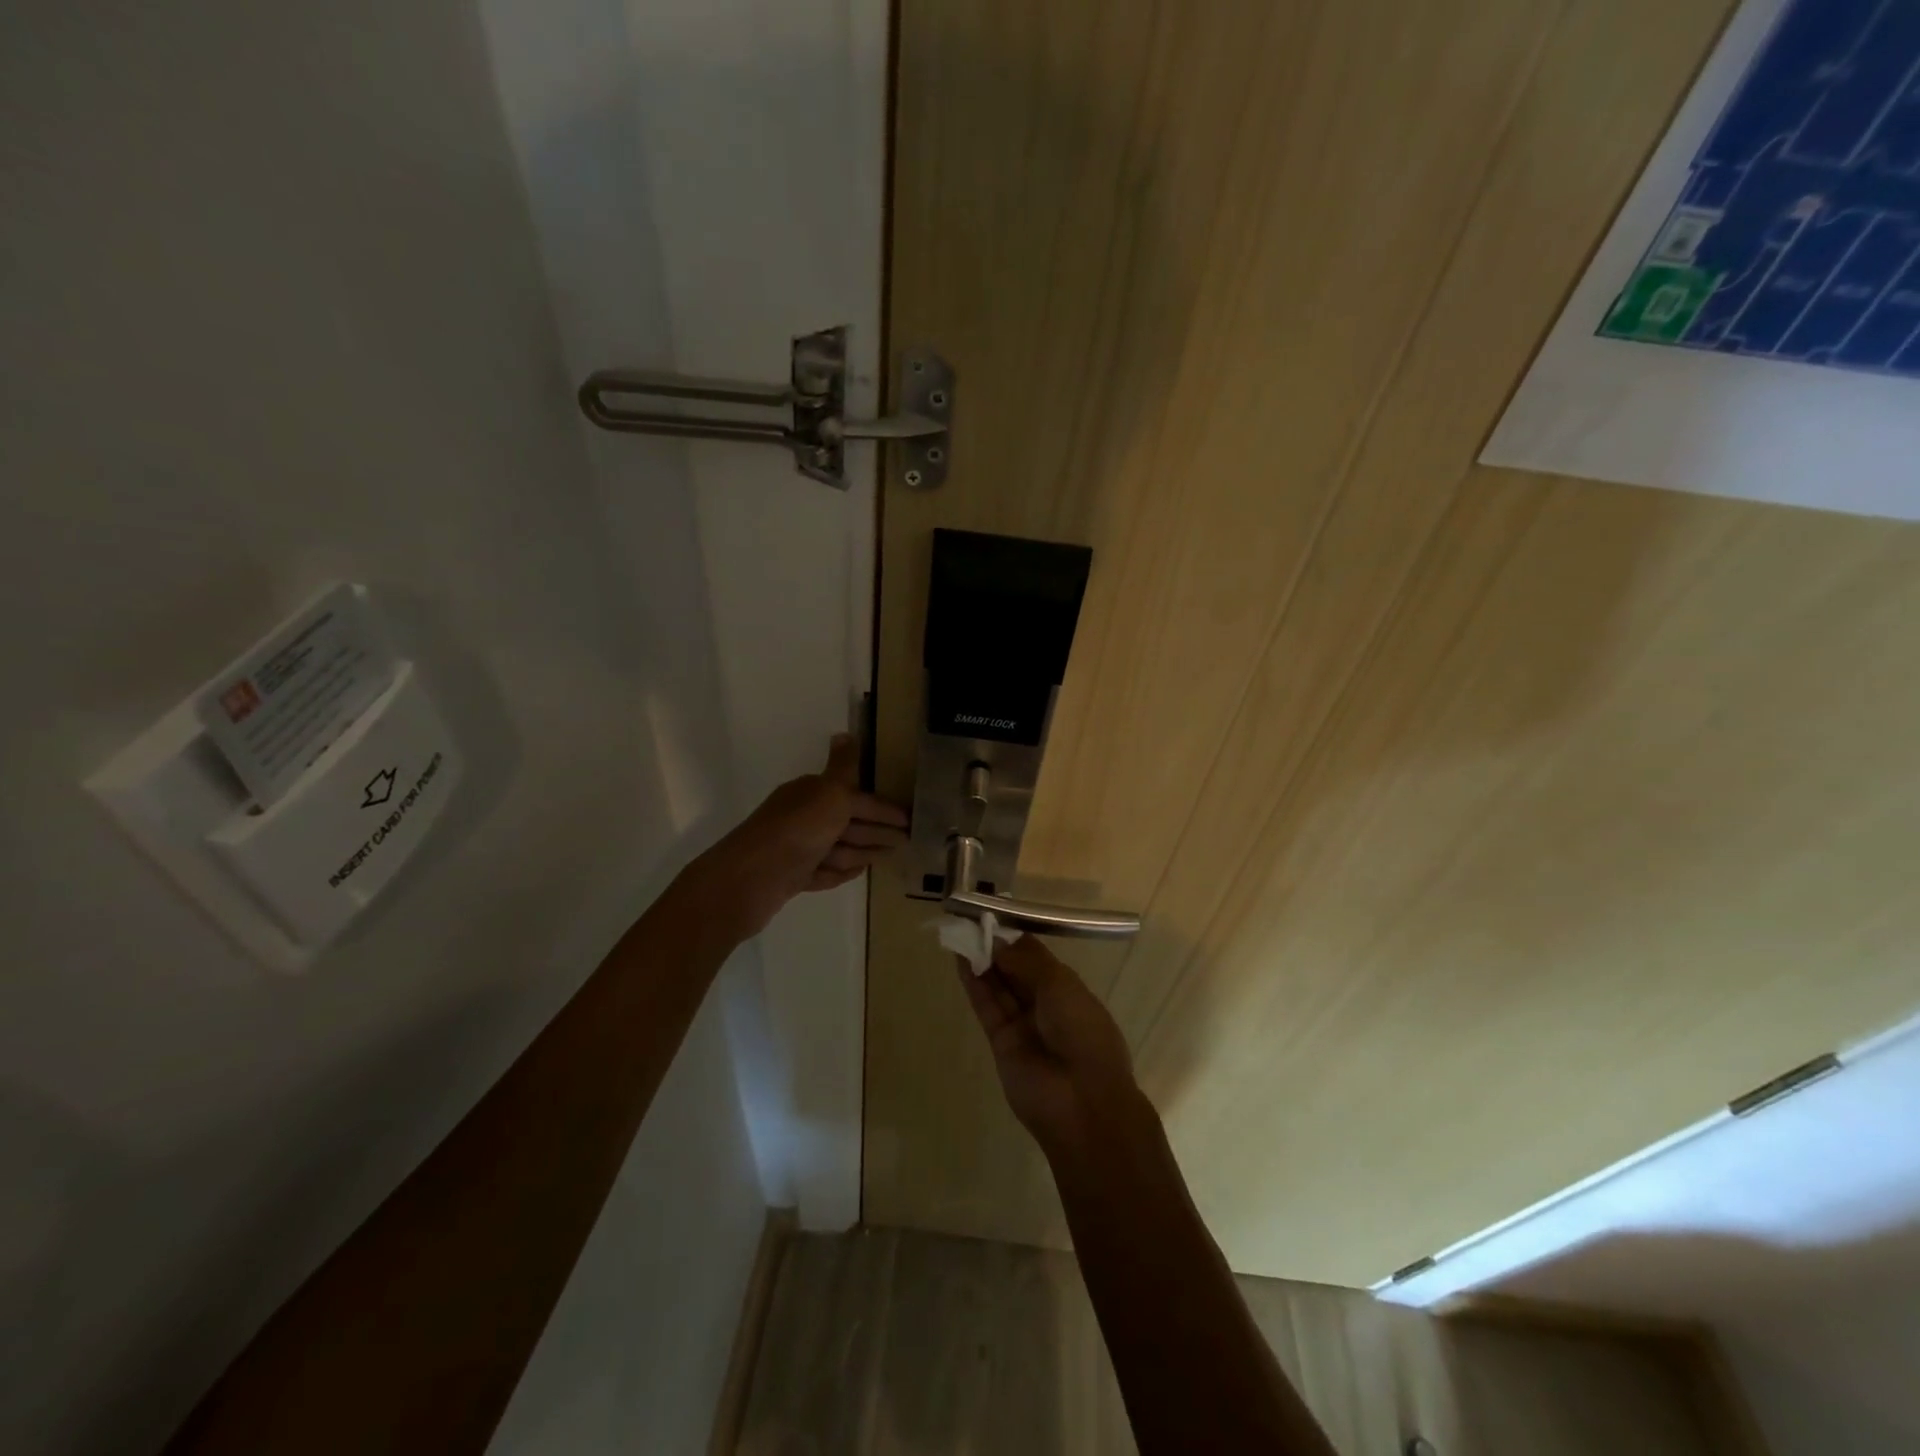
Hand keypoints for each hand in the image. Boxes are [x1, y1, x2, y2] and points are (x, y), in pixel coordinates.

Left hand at [689, 735, 908, 939]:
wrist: (748, 880)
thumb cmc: (797, 832)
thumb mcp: (828, 793)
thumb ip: (843, 767)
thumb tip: (845, 732)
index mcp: (812, 793)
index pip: (857, 797)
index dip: (884, 808)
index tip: (910, 819)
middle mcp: (803, 817)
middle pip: (848, 821)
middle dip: (877, 829)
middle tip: (907, 840)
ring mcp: (796, 849)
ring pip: (837, 847)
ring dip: (861, 850)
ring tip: (887, 856)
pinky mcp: (792, 878)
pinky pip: (823, 871)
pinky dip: (839, 871)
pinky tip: (855, 873)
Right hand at [956, 935, 1152, 1164]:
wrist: (1081, 1101)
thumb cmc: (1082, 1033)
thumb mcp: (1060, 986)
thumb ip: (1026, 962)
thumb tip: (998, 942)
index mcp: (1069, 990)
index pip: (1038, 958)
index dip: (1016, 938)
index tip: (994, 917)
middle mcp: (1045, 1005)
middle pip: (1015, 970)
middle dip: (996, 947)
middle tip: (970, 921)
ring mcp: (1022, 1024)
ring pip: (998, 986)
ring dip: (981, 961)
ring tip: (960, 933)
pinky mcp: (1001, 1042)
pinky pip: (987, 1006)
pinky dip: (974, 983)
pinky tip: (961, 959)